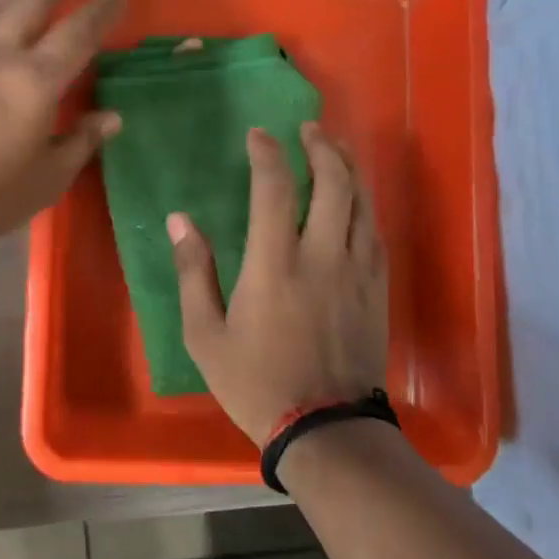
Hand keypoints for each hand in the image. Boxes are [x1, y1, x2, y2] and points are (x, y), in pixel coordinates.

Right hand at [167, 123, 388, 445]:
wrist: (326, 429)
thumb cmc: (256, 382)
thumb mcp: (205, 334)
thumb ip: (193, 272)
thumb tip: (180, 220)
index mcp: (275, 263)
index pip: (275, 187)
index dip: (267, 153)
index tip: (258, 135)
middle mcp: (322, 255)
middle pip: (333, 183)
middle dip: (322, 147)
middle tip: (309, 129)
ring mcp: (357, 271)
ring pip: (362, 203)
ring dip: (349, 168)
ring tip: (336, 149)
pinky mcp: (377, 290)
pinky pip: (375, 233)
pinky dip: (364, 206)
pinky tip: (355, 202)